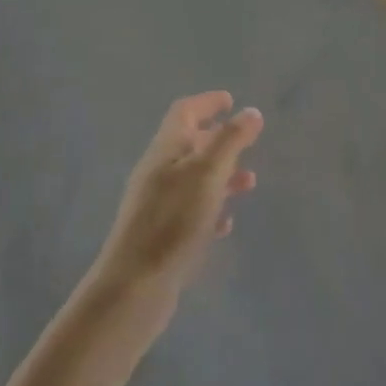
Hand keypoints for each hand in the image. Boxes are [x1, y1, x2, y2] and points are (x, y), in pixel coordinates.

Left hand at [90, 93, 263, 325]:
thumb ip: (230, 140)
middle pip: (189, 144)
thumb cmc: (173, 220)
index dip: (207, 102)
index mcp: (166, 150)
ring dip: (221, 175)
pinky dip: (211, 209)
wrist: (134, 286)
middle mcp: (158, 172)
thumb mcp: (207, 173)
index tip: (230, 100)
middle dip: (218, 139)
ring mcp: (157, 205)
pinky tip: (226, 223)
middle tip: (247, 141)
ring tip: (249, 184)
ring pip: (194, 179)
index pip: (184, 112)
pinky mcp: (161, 235)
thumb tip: (251, 112)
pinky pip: (190, 212)